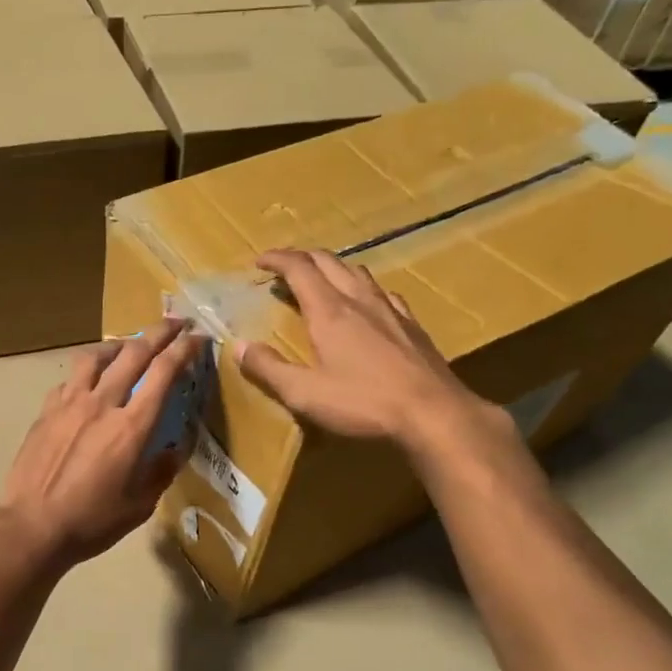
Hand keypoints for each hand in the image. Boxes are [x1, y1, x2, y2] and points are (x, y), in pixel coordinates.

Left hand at [0, 319, 206, 567]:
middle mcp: (102, 404)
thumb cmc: (92, 521)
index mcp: (131, 427)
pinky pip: (70, 379)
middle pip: (134, 353)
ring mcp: (69, 404)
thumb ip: (161, 471)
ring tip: (130, 345)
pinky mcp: (46, 411)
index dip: (185, 350)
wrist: (33, 527)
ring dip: (120, 345)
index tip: (199, 339)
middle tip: (176, 323)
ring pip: (97, 357)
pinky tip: (90, 382)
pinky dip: (88, 371)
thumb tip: (174, 449)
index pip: (164, 373)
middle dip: (160, 332)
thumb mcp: (140, 504)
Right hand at [236, 248, 509, 452]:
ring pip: (358, 272)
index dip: (277, 259)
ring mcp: (390, 309)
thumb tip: (238, 346)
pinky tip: (368, 303)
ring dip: (333, 268)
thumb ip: (268, 368)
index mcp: (329, 311)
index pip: (299, 268)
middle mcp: (359, 300)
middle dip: (302, 258)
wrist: (433, 413)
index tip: (259, 261)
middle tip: (283, 268)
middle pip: (329, 261)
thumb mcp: (304, 393)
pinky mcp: (412, 325)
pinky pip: (383, 292)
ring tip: (321, 280)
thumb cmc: (363, 403)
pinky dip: (363, 287)